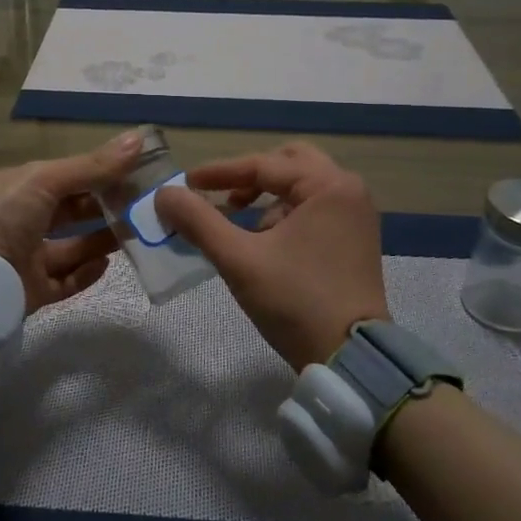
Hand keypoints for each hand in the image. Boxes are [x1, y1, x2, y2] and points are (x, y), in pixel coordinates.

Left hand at [0, 131, 138, 312]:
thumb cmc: (2, 217)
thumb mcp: (45, 180)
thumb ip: (92, 166)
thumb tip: (139, 138)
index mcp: (23, 188)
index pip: (71, 176)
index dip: (103, 173)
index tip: (141, 172)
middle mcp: (26, 220)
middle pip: (74, 211)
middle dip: (107, 207)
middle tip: (145, 207)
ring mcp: (29, 257)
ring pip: (74, 247)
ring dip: (103, 240)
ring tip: (136, 234)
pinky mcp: (33, 291)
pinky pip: (66, 281)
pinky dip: (87, 273)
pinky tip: (108, 263)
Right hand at [155, 140, 388, 370]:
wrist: (349, 357)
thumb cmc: (295, 301)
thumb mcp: (239, 259)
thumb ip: (198, 221)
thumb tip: (164, 194)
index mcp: (328, 185)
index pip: (264, 165)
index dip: (219, 173)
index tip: (186, 183)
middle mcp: (348, 190)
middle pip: (289, 163)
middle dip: (250, 176)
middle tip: (221, 195)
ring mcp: (356, 215)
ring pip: (303, 186)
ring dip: (268, 196)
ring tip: (240, 224)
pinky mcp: (355, 238)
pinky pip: (315, 208)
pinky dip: (286, 213)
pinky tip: (266, 241)